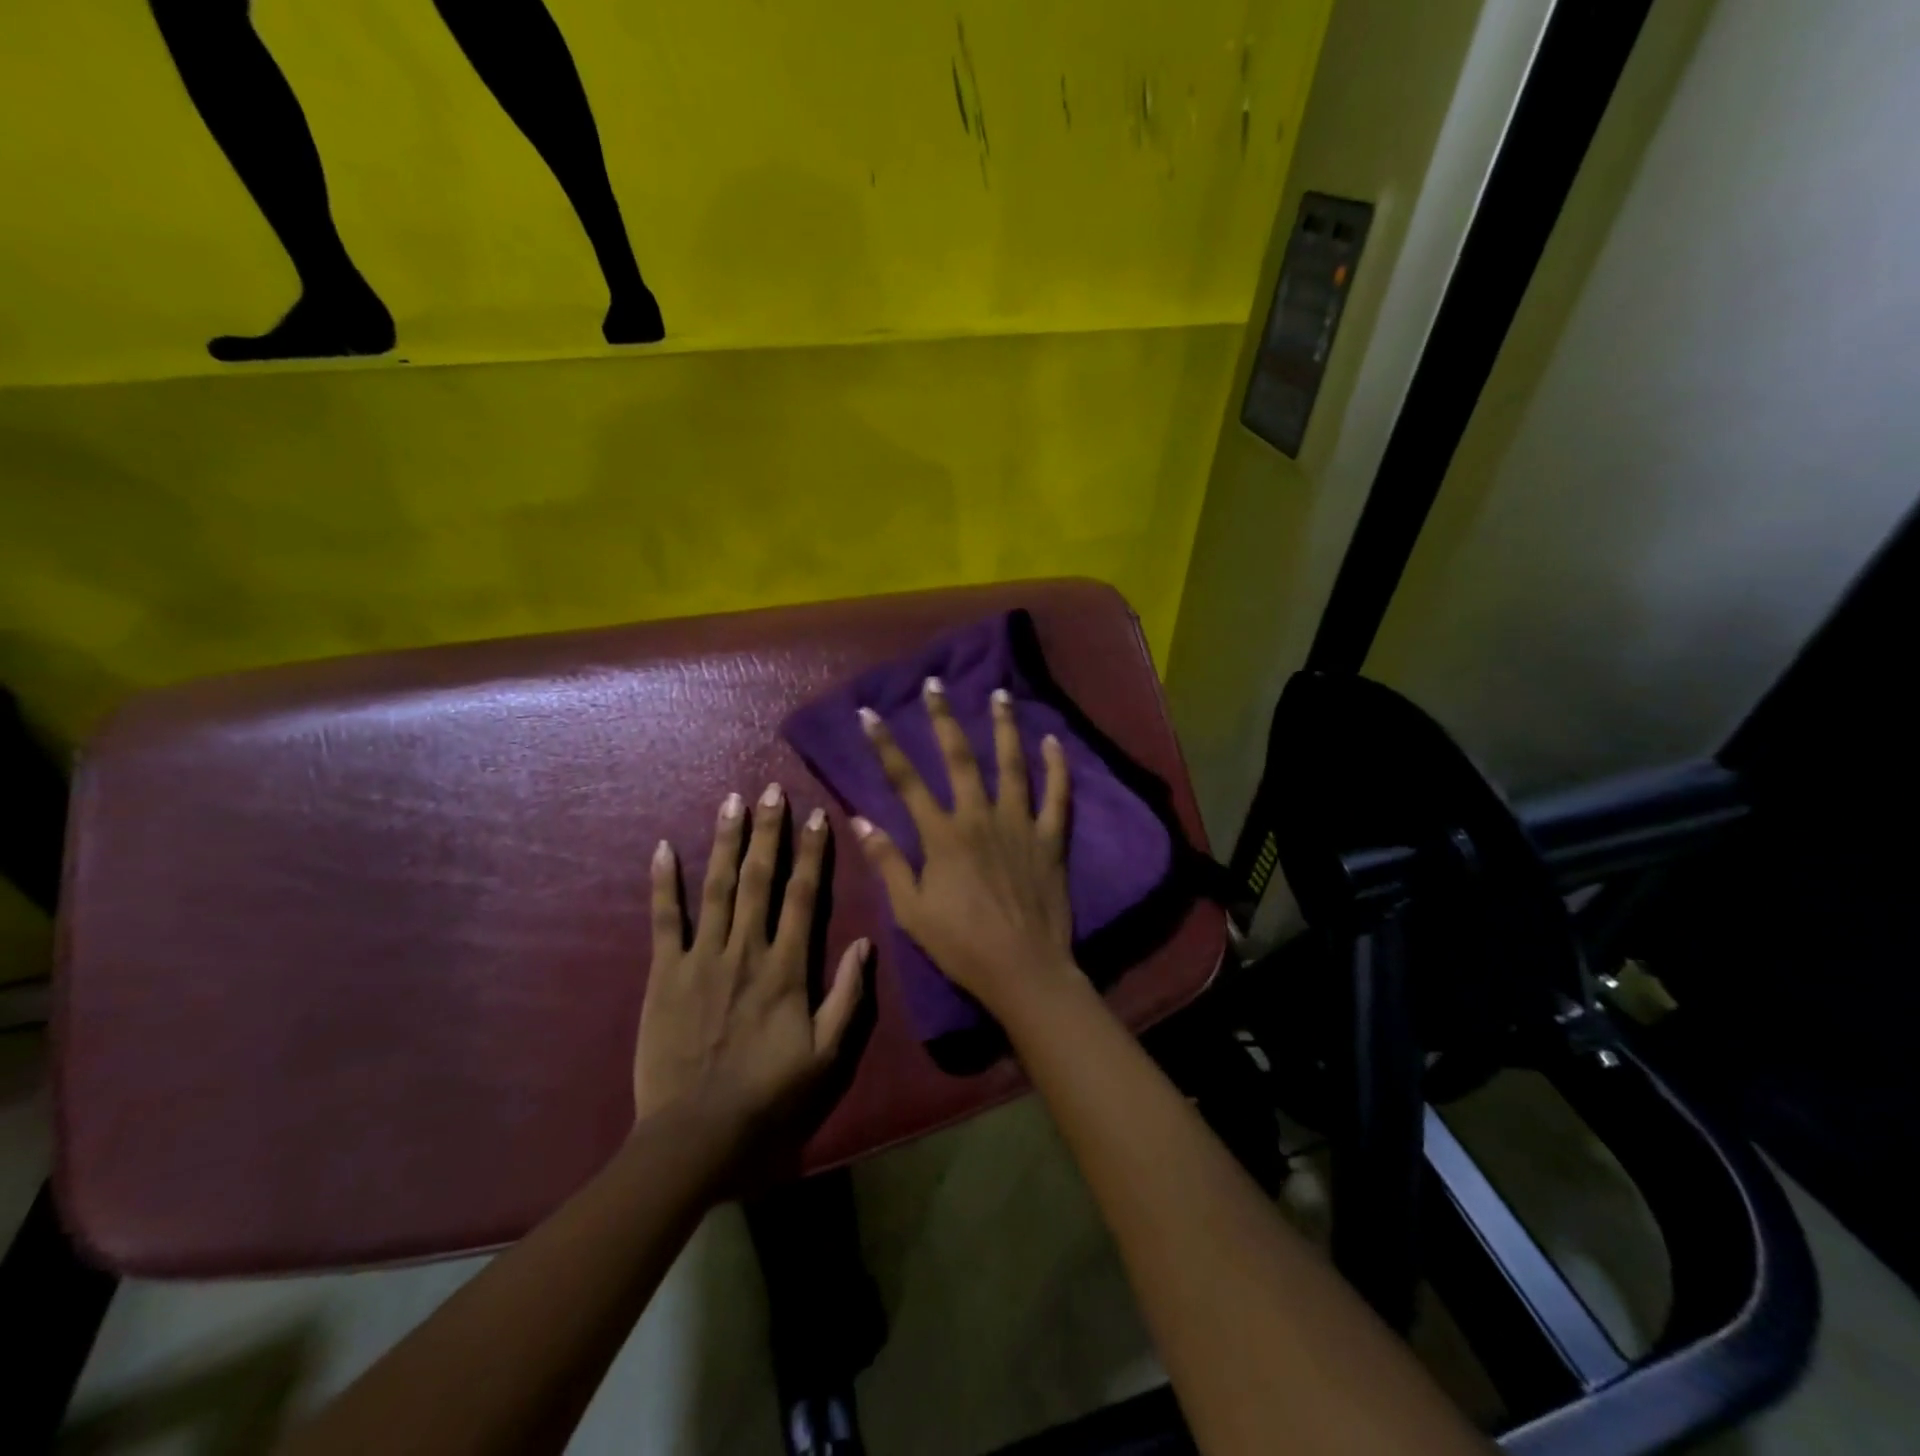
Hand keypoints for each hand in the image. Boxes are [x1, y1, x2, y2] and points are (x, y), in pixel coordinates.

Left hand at [635, 786, 867, 1161]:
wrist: (696, 1133)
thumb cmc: (768, 1093)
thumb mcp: (826, 1054)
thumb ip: (847, 996)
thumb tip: (865, 943)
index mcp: (787, 967)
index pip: (804, 896)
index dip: (813, 853)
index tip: (817, 816)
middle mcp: (746, 949)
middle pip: (759, 878)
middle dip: (768, 831)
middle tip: (771, 790)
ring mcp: (702, 958)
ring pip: (716, 887)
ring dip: (725, 841)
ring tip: (731, 802)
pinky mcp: (665, 973)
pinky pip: (664, 920)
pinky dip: (663, 883)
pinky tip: (662, 847)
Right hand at [851, 677, 1078, 1019]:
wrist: (1023, 970)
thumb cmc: (961, 945)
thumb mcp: (912, 911)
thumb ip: (888, 863)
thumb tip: (860, 821)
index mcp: (942, 836)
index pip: (906, 781)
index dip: (885, 745)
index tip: (870, 714)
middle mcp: (979, 817)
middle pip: (959, 758)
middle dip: (943, 718)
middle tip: (935, 684)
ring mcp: (1019, 824)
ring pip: (1011, 764)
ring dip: (1003, 727)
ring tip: (999, 694)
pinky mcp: (1050, 838)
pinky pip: (1057, 795)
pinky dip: (1056, 766)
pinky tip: (1053, 741)